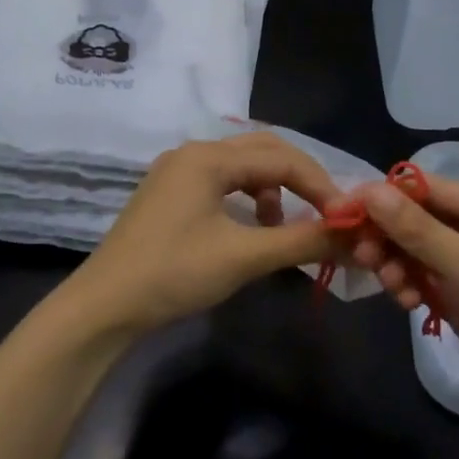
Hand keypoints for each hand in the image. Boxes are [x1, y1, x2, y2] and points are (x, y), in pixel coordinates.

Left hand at [67, 134, 342, 333]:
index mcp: (208, 158)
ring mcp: (176, 174)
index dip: (321, 186)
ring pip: (242, 168)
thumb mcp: (243, 257)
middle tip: (325, 213)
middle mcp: (192, 154)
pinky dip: (247, 201)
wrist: (105, 306)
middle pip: (263, 152)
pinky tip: (250, 230)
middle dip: (300, 180)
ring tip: (281, 228)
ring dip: (273, 191)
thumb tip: (354, 238)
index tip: (347, 218)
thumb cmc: (174, 274)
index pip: (283, 158)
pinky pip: (222, 185)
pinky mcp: (169, 197)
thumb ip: (302, 241)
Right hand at [350, 177, 458, 435]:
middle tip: (363, 257)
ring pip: (416, 254)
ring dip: (397, 265)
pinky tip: (408, 303)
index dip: (386, 197)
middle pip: (418, 222)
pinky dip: (410, 288)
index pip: (429, 190)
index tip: (343, 210)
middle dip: (389, 236)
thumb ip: (421, 232)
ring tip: (393, 286)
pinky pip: (424, 283)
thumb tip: (370, 191)